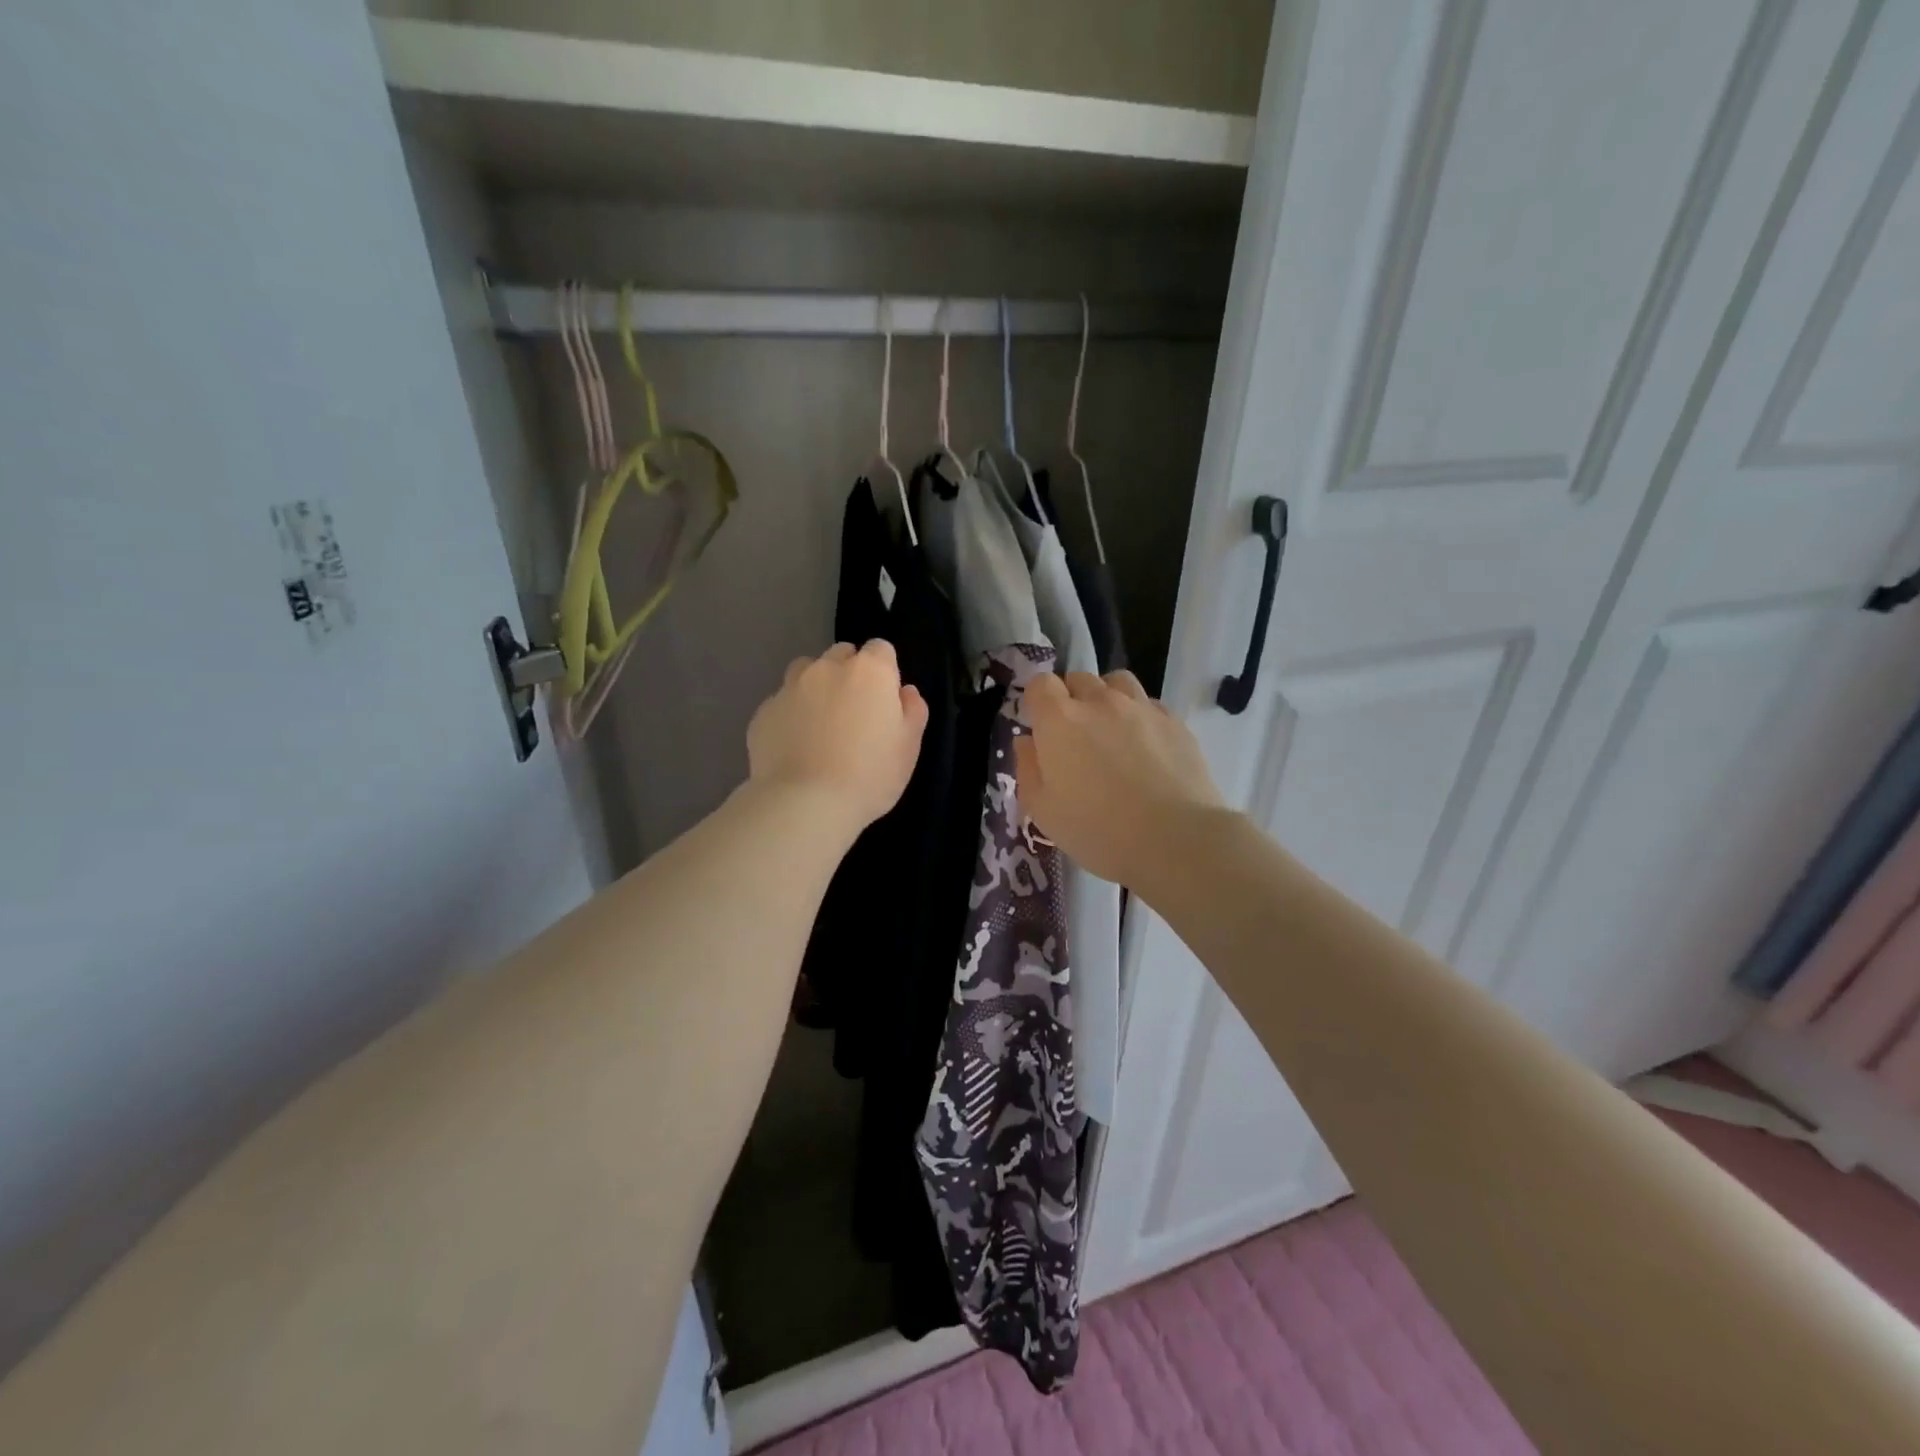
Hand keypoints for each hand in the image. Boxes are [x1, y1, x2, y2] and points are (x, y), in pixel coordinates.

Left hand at [747, 641, 928, 836]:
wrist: (805, 804)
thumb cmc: (869, 775)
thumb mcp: (908, 748)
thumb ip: (912, 711)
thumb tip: (905, 692)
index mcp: (869, 672)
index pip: (880, 649)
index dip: (884, 671)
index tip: (884, 699)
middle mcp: (827, 669)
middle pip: (841, 654)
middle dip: (849, 673)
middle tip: (854, 712)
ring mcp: (790, 688)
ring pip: (806, 671)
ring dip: (816, 686)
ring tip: (820, 723)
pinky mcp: (763, 712)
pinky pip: (781, 703)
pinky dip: (790, 715)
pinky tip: (795, 746)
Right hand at [1015, 671, 1225, 888]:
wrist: (1174, 840)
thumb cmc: (1097, 830)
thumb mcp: (1043, 811)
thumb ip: (1028, 769)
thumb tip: (1027, 742)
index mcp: (1059, 720)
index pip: (1040, 684)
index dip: (1037, 702)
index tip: (1041, 727)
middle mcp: (1099, 702)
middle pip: (1079, 678)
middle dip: (1071, 699)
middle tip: (1075, 736)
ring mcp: (1141, 707)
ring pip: (1117, 682)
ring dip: (1107, 698)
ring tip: (1111, 729)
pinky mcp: (1174, 721)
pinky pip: (1149, 704)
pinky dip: (1140, 716)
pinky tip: (1145, 746)